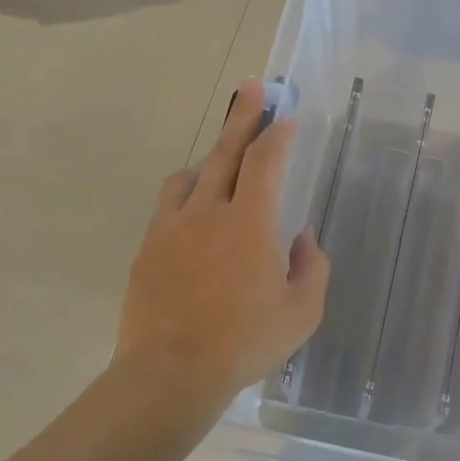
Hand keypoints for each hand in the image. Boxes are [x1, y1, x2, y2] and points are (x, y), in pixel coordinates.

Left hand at [116, 80, 329, 400]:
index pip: (265, 162)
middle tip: (251, 88)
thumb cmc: (245, 342)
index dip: (278, 134)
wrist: (172, 372)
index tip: (286, 116)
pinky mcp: (148, 248)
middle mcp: (208, 213)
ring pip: (190, 176)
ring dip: (210, 159)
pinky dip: (186, 195)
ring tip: (222, 162)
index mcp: (250, 223)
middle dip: (242, 117)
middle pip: (225, 152)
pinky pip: (169, 205)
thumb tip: (301, 238)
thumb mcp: (301, 311)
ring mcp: (172, 228)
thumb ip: (311, 267)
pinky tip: (194, 212)